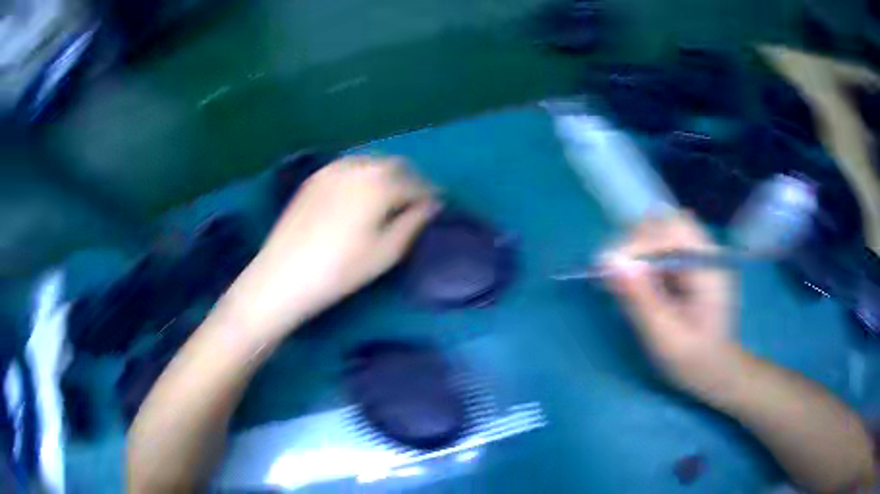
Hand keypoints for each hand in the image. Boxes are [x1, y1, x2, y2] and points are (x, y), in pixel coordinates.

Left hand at [222, 156, 438, 340]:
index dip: (430, 195)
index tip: (438, 206)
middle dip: (409, 180)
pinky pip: (348, 167)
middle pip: (394, 166)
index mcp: (380, 183)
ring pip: (370, 163)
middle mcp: (358, 166)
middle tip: (415, 201)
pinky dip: (363, 175)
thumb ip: (413, 224)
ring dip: (386, 175)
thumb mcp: (386, 253)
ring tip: (389, 198)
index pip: (416, 184)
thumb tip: (431, 206)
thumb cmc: (340, 269)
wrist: (282, 275)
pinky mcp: (314, 178)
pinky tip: (360, 194)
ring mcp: (332, 169)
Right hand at [604, 212, 739, 392]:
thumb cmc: (694, 361)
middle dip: (635, 243)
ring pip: (662, 231)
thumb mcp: (665, 338)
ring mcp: (699, 255)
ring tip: (625, 281)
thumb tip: (610, 262)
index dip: (638, 244)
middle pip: (666, 223)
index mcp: (709, 267)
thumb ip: (640, 300)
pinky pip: (663, 247)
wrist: (716, 371)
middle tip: (616, 275)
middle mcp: (706, 251)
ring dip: (638, 250)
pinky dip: (644, 259)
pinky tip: (637, 283)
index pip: (671, 231)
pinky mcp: (691, 263)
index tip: (610, 269)